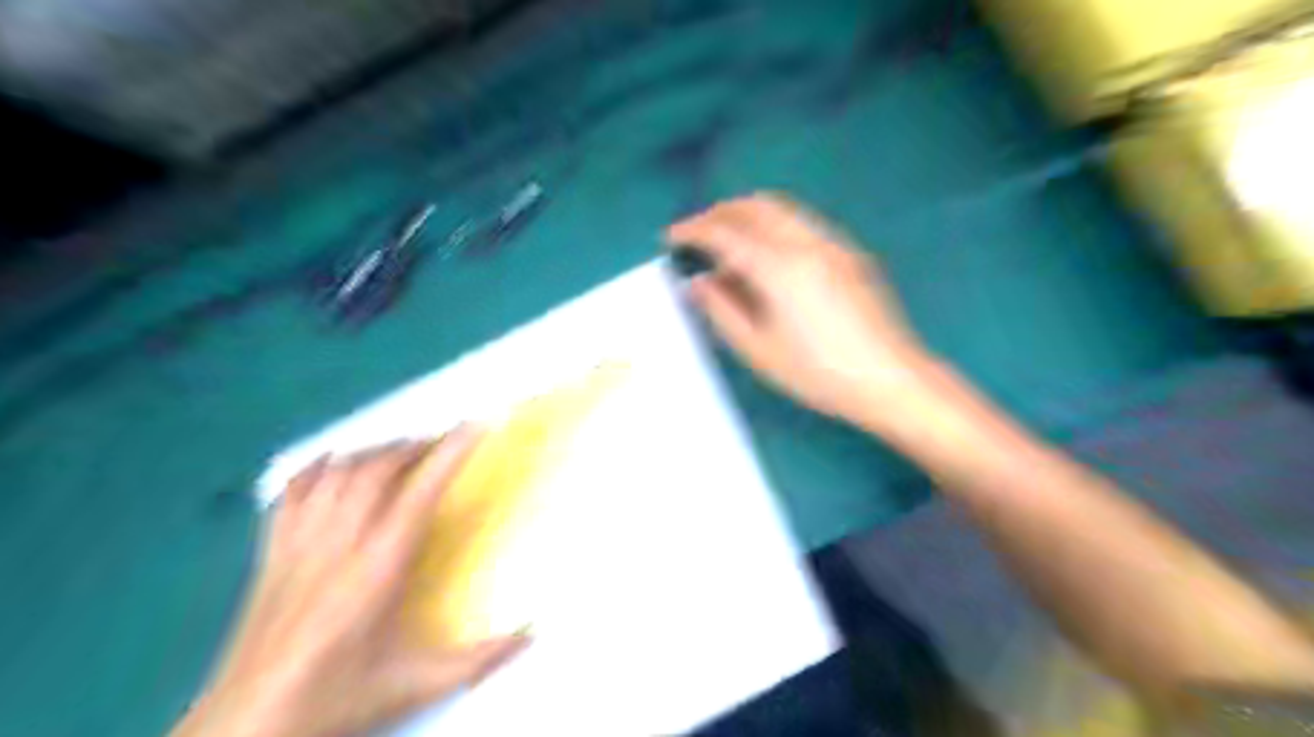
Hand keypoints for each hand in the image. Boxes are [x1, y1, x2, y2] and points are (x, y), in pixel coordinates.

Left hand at [169, 432, 525, 735]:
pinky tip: (335, 463)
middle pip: (377, 469)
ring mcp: (299, 543)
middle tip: (442, 442)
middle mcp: (339, 543)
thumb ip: (481, 658)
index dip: (449, 452)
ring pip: (338, 472)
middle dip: (415, 445)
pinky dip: (318, 466)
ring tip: (400, 452)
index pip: (420, 491)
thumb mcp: (418, 683)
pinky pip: (293, 491)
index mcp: (380, 567)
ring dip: (374, 451)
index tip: (474, 425)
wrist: (247, 728)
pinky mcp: (270, 553)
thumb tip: (532, 633)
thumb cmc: (338, 697)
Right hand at [669, 194, 934, 431]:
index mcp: (779, 266)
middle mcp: (806, 242)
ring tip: (728, 243)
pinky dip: (773, 225)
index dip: (693, 230)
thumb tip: (697, 282)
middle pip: (754, 206)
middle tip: (697, 234)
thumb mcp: (759, 349)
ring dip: (747, 215)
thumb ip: (722, 310)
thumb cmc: (818, 373)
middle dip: (719, 213)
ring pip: (780, 208)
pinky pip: (801, 222)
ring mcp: (832, 244)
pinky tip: (768, 256)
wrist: (890, 379)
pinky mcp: (848, 254)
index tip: (671, 238)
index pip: (725, 232)